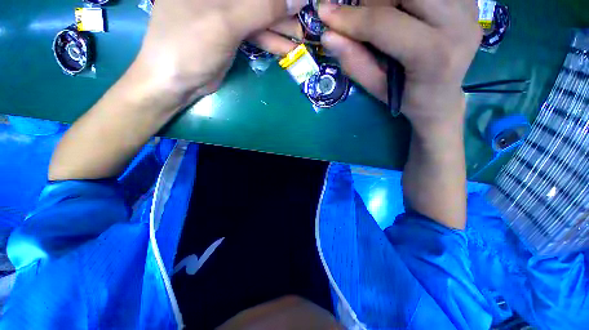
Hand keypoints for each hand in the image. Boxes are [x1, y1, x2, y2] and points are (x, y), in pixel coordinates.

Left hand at [130, 0, 306, 110]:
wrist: (176, 81)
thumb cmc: (190, 45)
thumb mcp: (226, 22)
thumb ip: (262, 8)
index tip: (299, 1)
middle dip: (281, 9)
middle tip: (304, 20)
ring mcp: (225, 13)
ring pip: (259, 15)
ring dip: (280, 28)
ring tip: (300, 38)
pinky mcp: (230, 33)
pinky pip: (255, 33)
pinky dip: (271, 41)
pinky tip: (287, 49)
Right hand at [317, 0, 481, 131]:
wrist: (443, 99)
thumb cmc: (406, 99)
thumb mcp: (376, 88)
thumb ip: (354, 62)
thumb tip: (328, 36)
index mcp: (433, 55)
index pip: (385, 23)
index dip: (350, 17)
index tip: (325, 13)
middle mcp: (459, 24)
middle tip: (362, 13)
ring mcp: (470, 9)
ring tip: (383, 13)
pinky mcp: (471, 2)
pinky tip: (404, 10)